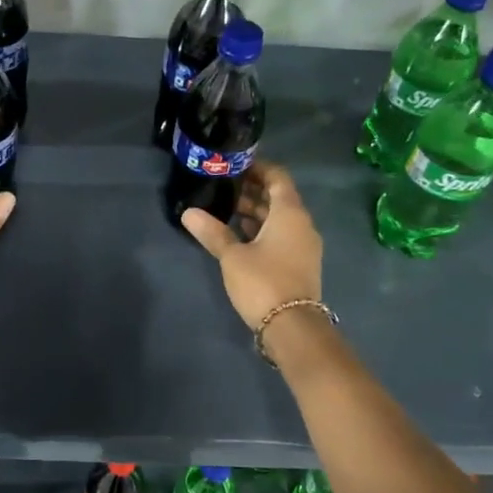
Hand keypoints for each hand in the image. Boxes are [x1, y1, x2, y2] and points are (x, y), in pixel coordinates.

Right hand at [181, 162, 322, 330]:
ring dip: (256, 212)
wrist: (293, 327)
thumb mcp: (232, 256)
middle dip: (252, 190)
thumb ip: (212, 232)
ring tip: (226, 209)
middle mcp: (302, 224)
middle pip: (278, 198)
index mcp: (290, 213)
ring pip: (279, 219)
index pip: (278, 177)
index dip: (258, 168)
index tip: (235, 164)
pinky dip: (262, 230)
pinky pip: (281, 235)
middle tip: (223, 186)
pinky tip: (238, 236)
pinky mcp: (299, 263)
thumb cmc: (263, 282)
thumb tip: (188, 212)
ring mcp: (303, 245)